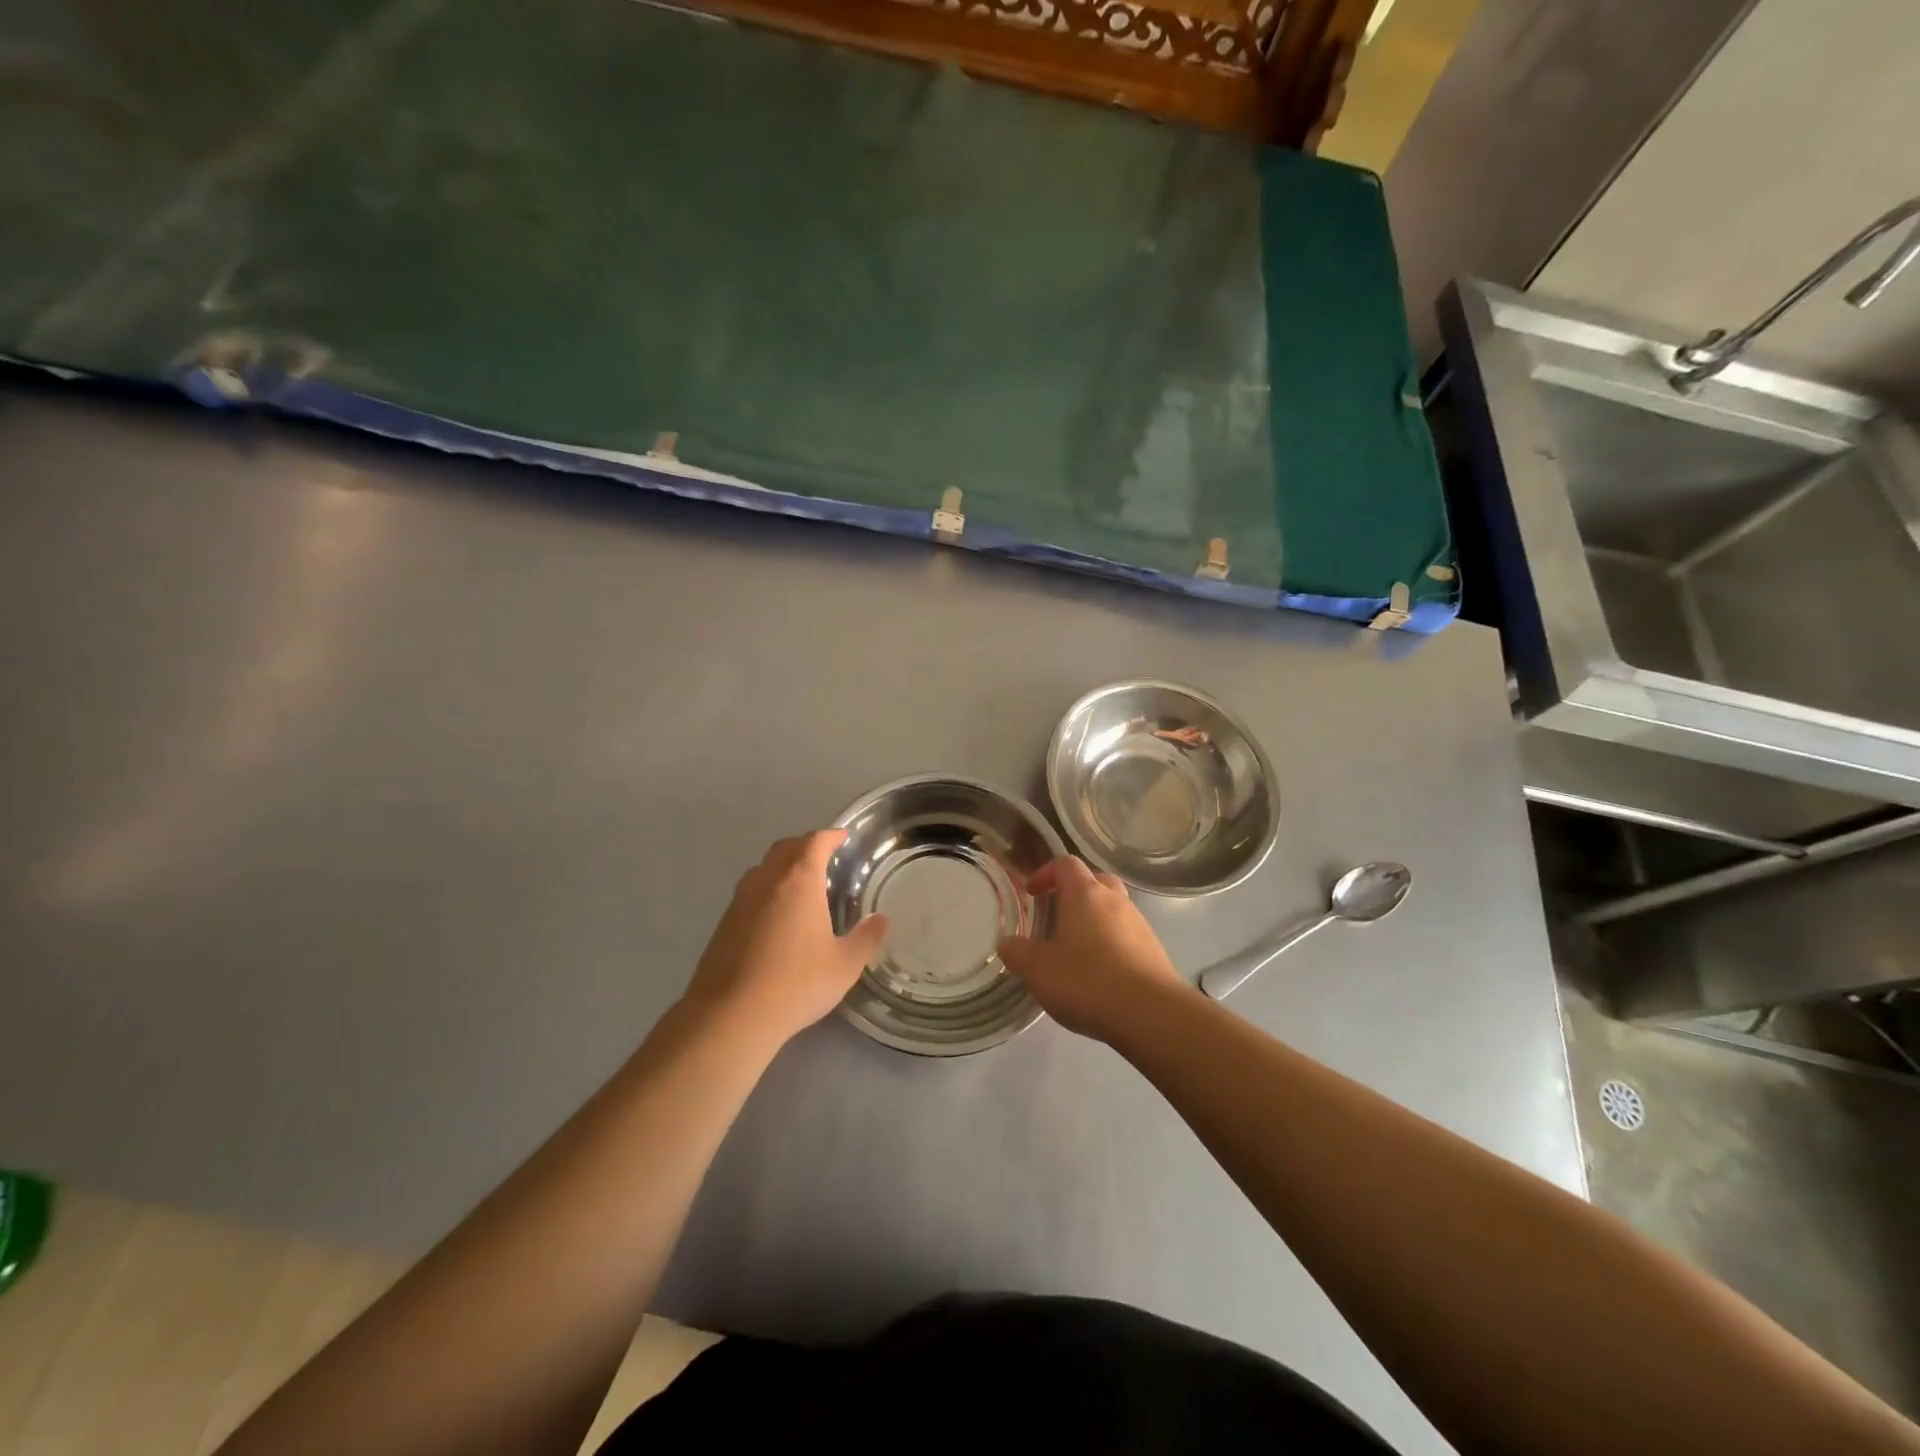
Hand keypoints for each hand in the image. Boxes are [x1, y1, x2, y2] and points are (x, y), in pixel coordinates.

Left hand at [682, 830, 887, 1051]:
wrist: (731, 1015)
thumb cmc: (796, 983)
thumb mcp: (844, 965)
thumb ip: (866, 938)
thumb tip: (881, 919)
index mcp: (799, 881)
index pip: (815, 842)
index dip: (830, 836)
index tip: (842, 837)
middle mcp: (767, 881)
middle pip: (785, 848)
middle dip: (805, 846)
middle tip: (823, 857)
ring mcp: (740, 901)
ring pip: (763, 869)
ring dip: (782, 867)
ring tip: (799, 885)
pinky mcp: (724, 923)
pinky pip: (749, 893)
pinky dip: (766, 891)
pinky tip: (775, 917)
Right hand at [997, 856, 1186, 1042]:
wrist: (1151, 1014)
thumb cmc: (1087, 981)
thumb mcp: (1038, 970)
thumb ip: (1018, 953)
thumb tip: (1007, 944)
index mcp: (1085, 894)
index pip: (1065, 864)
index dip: (1046, 873)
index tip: (1031, 892)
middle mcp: (1115, 900)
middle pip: (1095, 880)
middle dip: (1074, 891)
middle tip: (1056, 913)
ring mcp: (1139, 924)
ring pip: (1113, 908)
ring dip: (1094, 919)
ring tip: (1076, 948)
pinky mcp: (1154, 950)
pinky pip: (1127, 935)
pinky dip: (1111, 943)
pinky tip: (1100, 972)